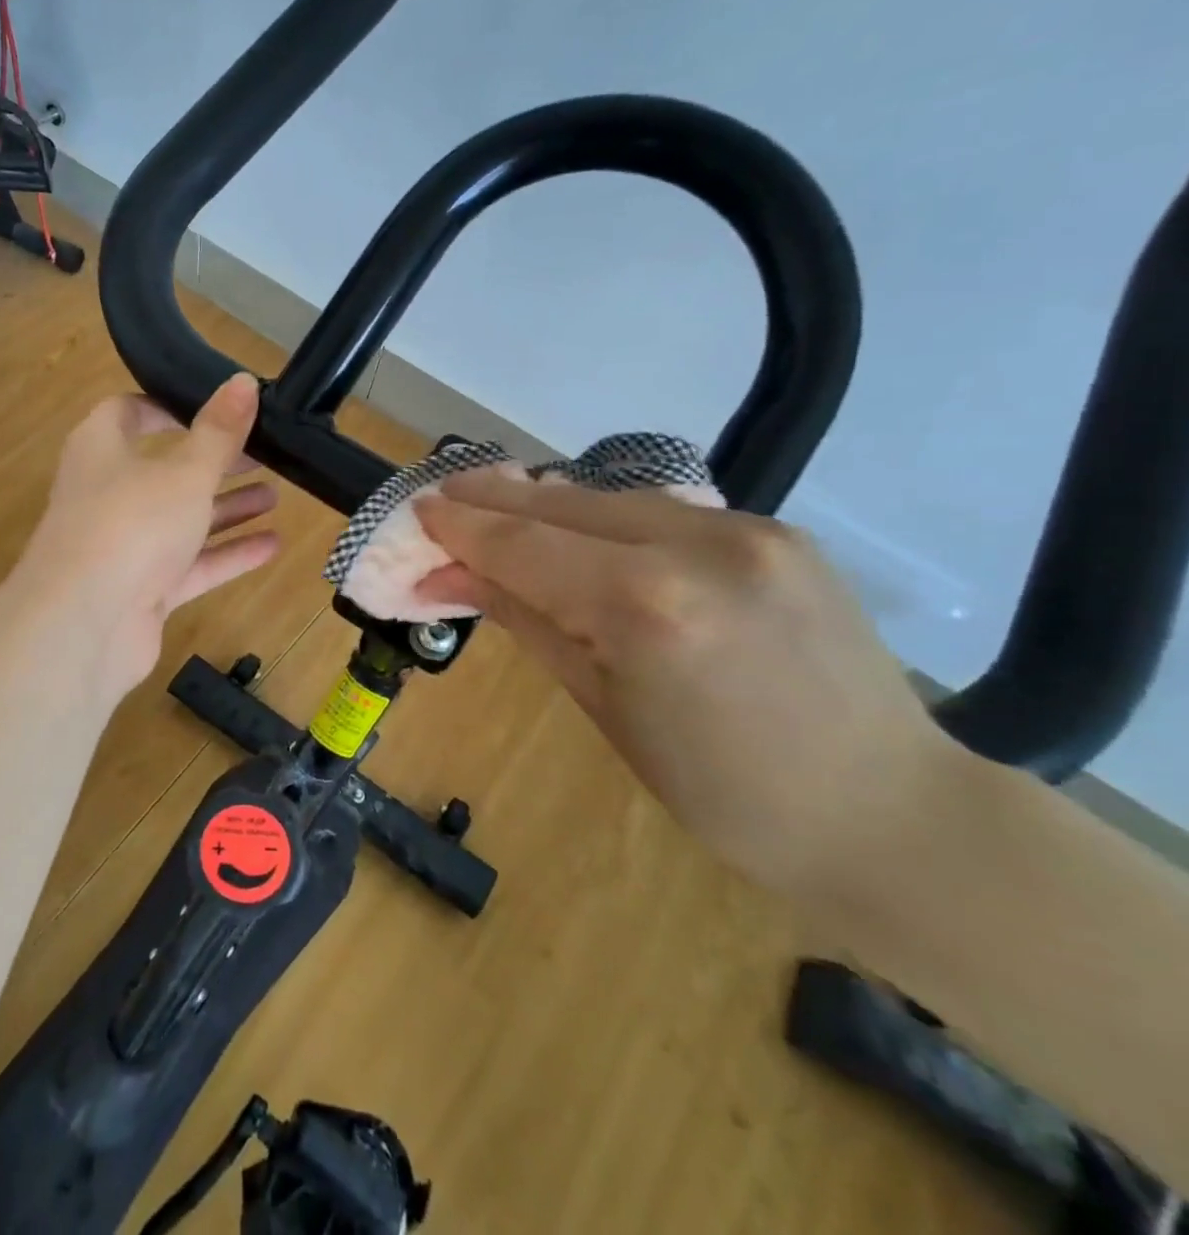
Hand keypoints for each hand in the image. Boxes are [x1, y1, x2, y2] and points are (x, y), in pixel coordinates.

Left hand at [15, 374, 280, 700]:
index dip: (168, 405)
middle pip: (164, 469)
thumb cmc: (131, 524)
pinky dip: (226, 554)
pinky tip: (272, 545)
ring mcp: (123, 545)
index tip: (214, 406)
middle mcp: (108, 493)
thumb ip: (219, 432)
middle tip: (263, 454)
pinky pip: (189, 565)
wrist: (85, 624)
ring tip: (276, 496)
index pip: (128, 412)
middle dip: (214, 462)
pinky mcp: (141, 589)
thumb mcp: (185, 471)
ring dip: (226, 508)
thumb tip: (244, 381)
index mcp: (101, 449)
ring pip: (180, 519)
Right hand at [414, 471, 957, 892]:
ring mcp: (746, 529)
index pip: (523, 545)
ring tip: (495, 504)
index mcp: (645, 607)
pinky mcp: (775, 530)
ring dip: (545, 503)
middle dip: (493, 497)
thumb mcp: (602, 706)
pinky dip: (603, 517)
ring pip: (610, 498)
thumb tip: (451, 576)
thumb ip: (526, 619)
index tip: (417, 510)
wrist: (890, 814)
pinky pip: (661, 512)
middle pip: (561, 504)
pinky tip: (577, 529)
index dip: (462, 526)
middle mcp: (696, 545)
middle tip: (442, 494)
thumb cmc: (723, 792)